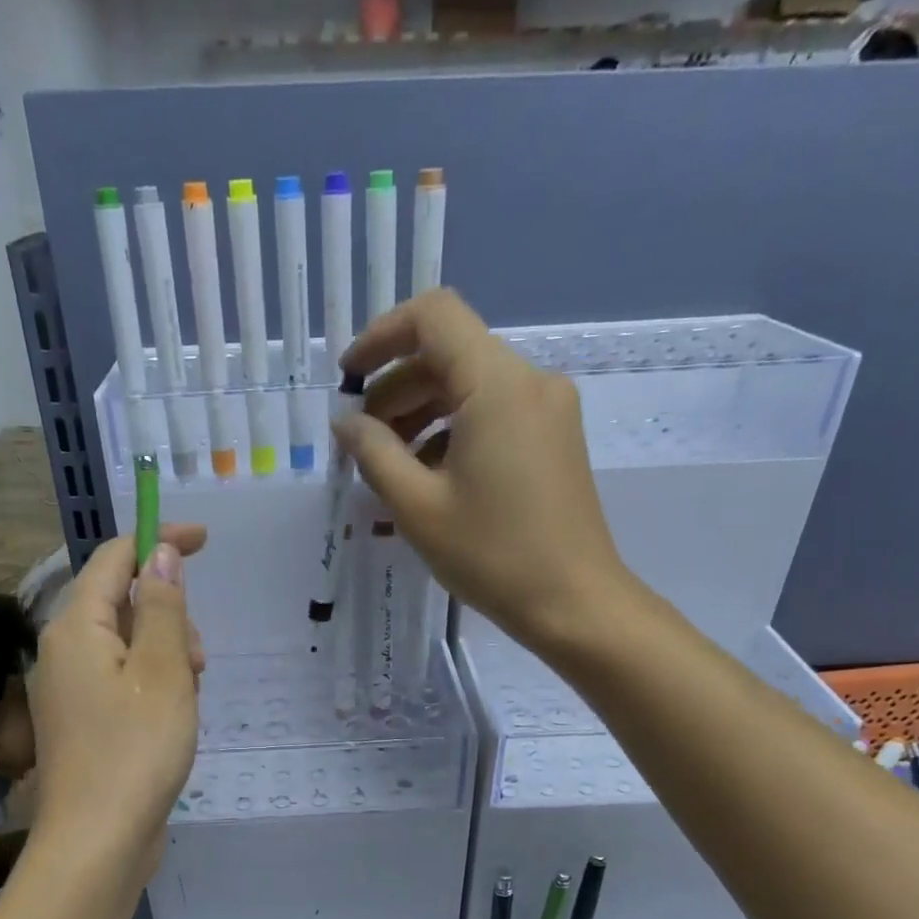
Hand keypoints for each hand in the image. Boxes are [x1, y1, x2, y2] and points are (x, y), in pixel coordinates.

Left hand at [26, 525, 205, 884]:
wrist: (98, 842)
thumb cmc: (134, 750)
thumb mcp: (162, 671)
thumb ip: (162, 607)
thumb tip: (160, 554)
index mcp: (75, 627)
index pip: (115, 558)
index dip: (158, 540)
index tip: (205, 541)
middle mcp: (64, 651)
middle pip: (122, 602)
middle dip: (170, 616)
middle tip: (200, 661)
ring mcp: (72, 690)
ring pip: (129, 645)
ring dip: (168, 656)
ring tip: (190, 699)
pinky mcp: (85, 722)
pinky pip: (125, 680)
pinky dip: (155, 685)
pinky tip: (174, 719)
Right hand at [334, 289, 636, 653]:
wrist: (573, 602)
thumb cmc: (492, 555)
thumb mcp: (417, 506)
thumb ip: (373, 453)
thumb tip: (345, 422)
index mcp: (497, 384)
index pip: (433, 316)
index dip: (381, 336)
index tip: (349, 381)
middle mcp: (530, 381)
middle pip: (451, 353)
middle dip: (397, 387)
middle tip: (361, 441)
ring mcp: (549, 410)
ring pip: (472, 385)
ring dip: (422, 412)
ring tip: (389, 467)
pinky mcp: (555, 439)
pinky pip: (494, 414)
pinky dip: (454, 431)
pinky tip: (429, 478)